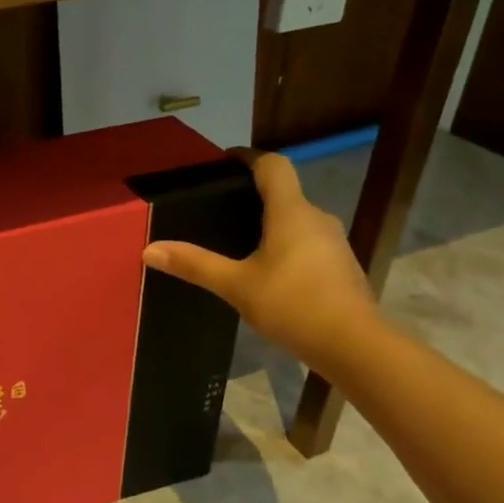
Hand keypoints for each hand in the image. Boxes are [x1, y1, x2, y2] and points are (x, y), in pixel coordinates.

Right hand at [141, 149, 376, 371]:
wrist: (353, 345)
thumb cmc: (293, 305)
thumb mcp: (236, 286)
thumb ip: (194, 265)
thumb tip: (149, 250)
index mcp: (291, 212)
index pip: (273, 165)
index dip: (248, 157)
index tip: (224, 162)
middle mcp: (316, 218)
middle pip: (284, 192)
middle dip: (253, 195)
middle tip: (218, 208)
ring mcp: (333, 242)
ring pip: (296, 220)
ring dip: (270, 223)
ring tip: (236, 241)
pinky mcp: (339, 266)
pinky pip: (306, 243)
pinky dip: (284, 246)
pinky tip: (266, 271)